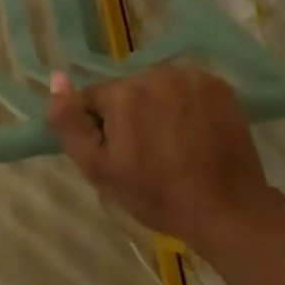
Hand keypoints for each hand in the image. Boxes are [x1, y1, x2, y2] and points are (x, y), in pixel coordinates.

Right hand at [47, 65, 284, 247]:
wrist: (227, 209)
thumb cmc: (155, 195)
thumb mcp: (98, 168)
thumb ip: (69, 123)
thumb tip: (57, 78)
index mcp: (122, 94)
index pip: (95, 99)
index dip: (103, 128)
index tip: (120, 154)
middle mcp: (155, 74)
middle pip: (127, 90)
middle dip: (131, 114)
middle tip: (148, 152)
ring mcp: (191, 78)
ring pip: (157, 87)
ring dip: (158, 107)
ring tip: (173, 143)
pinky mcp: (218, 85)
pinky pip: (186, 87)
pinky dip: (186, 104)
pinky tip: (194, 132)